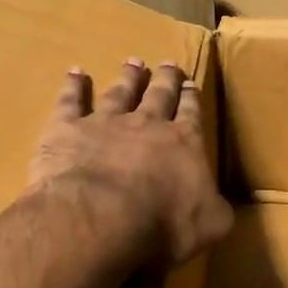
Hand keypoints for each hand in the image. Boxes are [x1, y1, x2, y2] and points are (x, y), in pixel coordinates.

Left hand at [30, 59, 232, 264]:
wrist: (100, 217)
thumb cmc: (162, 224)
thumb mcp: (210, 225)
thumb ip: (217, 210)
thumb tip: (220, 206)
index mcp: (184, 143)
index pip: (191, 114)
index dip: (192, 99)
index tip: (191, 84)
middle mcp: (147, 124)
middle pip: (159, 94)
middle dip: (165, 79)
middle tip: (168, 64)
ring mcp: (105, 122)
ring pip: (119, 92)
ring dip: (128, 77)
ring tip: (133, 62)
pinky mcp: (67, 129)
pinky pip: (70, 101)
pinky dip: (72, 85)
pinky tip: (74, 72)